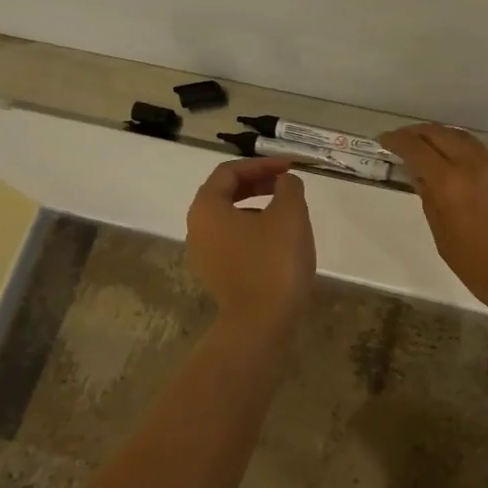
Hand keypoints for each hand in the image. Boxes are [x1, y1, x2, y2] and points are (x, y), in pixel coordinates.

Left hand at [186, 158, 316, 334]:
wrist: (260, 324)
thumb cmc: (273, 262)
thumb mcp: (290, 214)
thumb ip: (289, 186)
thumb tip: (285, 181)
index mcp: (207, 207)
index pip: (230, 171)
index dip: (262, 164)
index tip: (289, 167)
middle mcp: (197, 228)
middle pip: (225, 193)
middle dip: (258, 183)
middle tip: (287, 183)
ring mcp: (204, 254)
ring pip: (230, 217)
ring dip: (258, 206)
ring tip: (287, 211)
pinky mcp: (217, 275)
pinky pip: (233, 240)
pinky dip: (254, 229)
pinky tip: (279, 239)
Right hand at [380, 124, 487, 325]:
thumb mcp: (447, 243)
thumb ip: (432, 206)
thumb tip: (423, 180)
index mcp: (452, 184)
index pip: (417, 149)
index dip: (397, 141)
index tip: (384, 140)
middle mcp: (475, 167)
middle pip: (441, 134)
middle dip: (417, 133)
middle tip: (401, 140)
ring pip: (463, 139)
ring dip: (441, 137)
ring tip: (426, 148)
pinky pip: (481, 153)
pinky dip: (461, 150)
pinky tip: (455, 165)